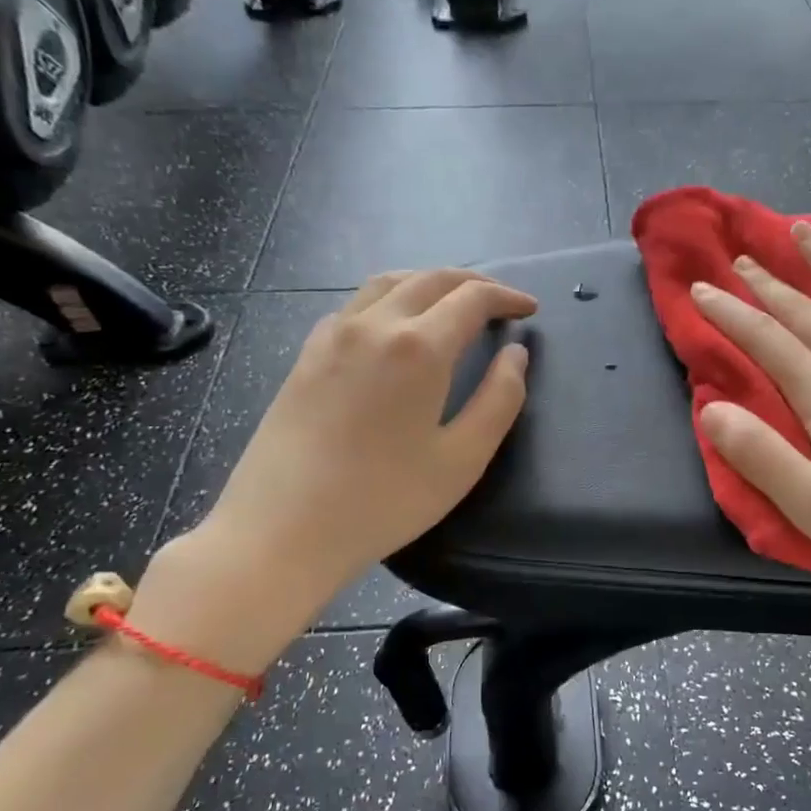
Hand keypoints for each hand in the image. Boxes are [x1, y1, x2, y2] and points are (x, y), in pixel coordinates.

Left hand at [134, 269, 534, 670]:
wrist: (280, 531)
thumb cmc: (383, 501)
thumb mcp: (462, 460)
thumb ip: (500, 400)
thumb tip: (516, 354)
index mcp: (418, 347)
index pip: (472, 299)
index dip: (506, 297)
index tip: (530, 309)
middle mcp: (374, 324)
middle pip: (430, 279)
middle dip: (473, 283)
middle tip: (500, 301)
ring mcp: (333, 335)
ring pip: (389, 283)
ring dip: (429, 283)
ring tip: (453, 303)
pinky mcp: (307, 354)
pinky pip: (357, 304)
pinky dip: (392, 298)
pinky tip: (397, 326)